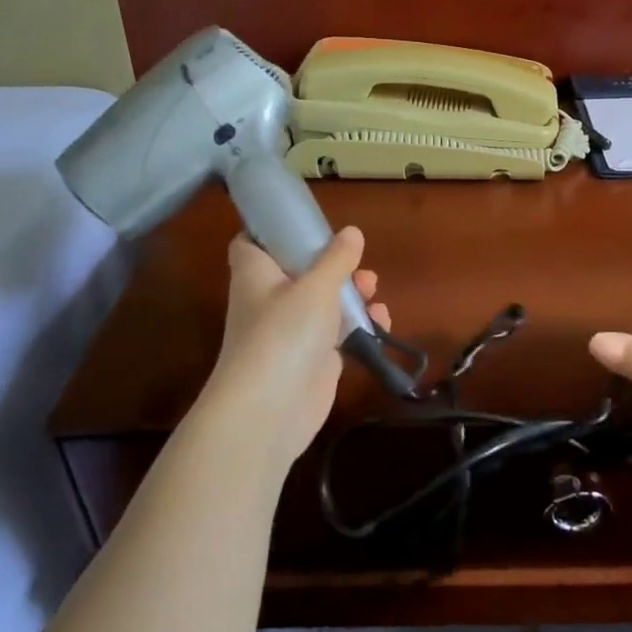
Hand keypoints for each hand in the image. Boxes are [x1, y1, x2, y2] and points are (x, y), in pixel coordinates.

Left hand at [195, 227, 388, 474]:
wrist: (271, 409)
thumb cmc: (285, 333)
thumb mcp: (316, 286)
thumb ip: (336, 259)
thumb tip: (351, 232)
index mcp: (256, 275)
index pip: (251, 243)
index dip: (271, 230)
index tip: (301, 222)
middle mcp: (269, 300)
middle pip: (297, 271)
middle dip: (330, 263)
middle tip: (355, 261)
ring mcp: (291, 332)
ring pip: (321, 302)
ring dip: (350, 293)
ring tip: (372, 288)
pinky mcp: (312, 359)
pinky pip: (337, 333)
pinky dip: (358, 325)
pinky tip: (380, 322)